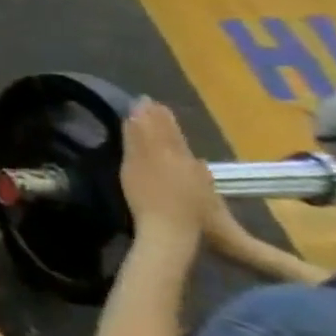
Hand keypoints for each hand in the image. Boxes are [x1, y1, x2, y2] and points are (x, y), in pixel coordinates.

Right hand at [120, 101, 214, 247]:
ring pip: (182, 154)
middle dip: (163, 124)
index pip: (163, 129)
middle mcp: (191, 164)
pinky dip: (178, 160)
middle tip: (153, 108)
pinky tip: (181, 162)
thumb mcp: (137, 163)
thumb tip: (139, 105)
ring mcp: (197, 183)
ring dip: (170, 141)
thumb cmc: (150, 197)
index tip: (144, 101)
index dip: (152, 116)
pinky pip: (187, 171)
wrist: (172, 234)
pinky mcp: (198, 199)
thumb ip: (138, 135)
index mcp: (176, 154)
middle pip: (175, 140)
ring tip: (160, 128)